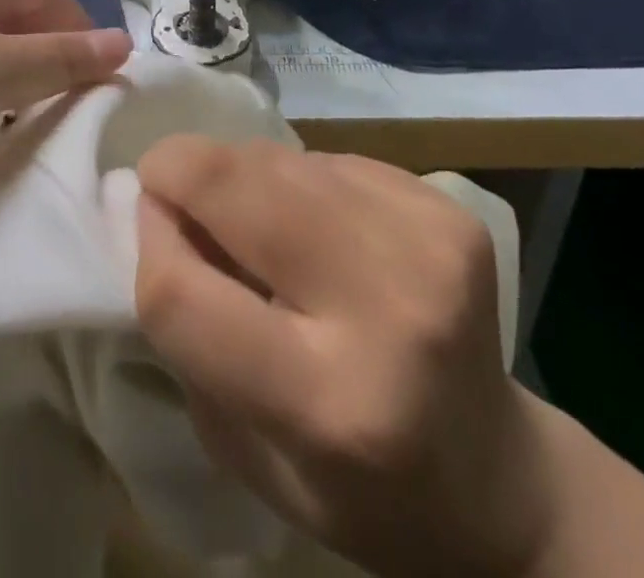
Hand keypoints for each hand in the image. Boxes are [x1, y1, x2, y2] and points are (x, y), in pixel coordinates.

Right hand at [135, 139, 551, 577]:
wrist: (496, 472)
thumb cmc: (354, 486)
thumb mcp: (244, 449)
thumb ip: (187, 333)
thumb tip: (156, 209)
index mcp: (329, 404)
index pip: (181, 290)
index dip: (147, 245)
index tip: (147, 229)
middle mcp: (385, 306)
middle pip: (232, 183)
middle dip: (177, 172)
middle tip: (174, 194)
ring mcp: (423, 239)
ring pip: (274, 156)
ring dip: (239, 177)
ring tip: (253, 222)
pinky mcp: (442, 201)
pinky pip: (322, 158)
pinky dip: (296, 182)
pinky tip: (318, 227)